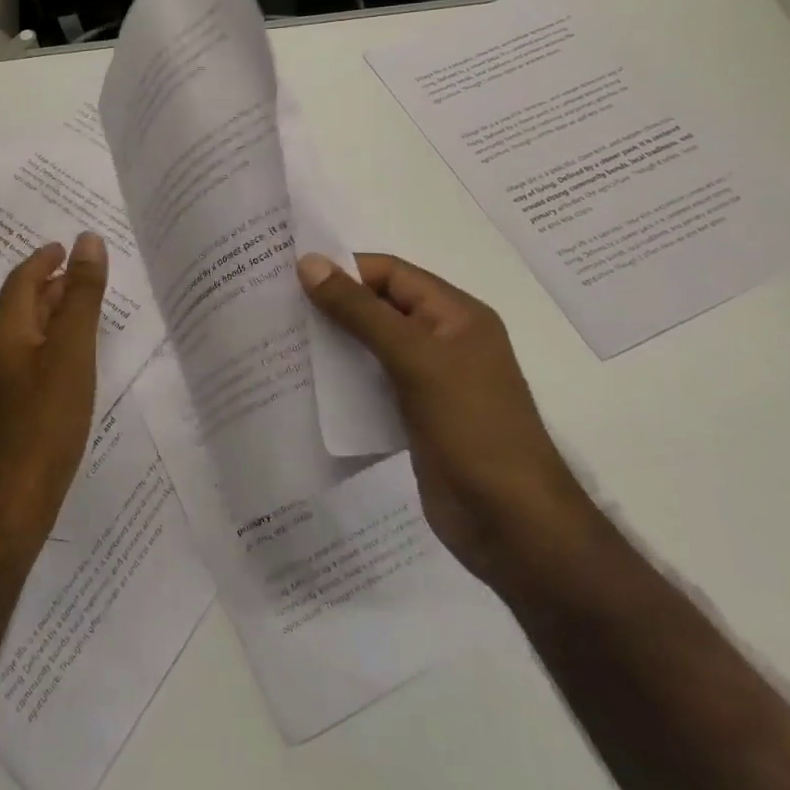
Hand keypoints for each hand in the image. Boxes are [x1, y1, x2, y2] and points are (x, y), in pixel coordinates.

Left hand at [0, 233, 108, 536]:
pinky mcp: (17, 403)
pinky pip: (38, 354)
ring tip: (90, 302)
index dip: (46, 258)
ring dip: (58, 309)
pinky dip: (59, 338)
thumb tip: (88, 240)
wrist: (16, 498)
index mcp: (6, 328)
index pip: (23, 278)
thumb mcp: (72, 349)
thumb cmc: (46, 417)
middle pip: (25, 301)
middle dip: (54, 280)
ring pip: (32, 329)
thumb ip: (82, 295)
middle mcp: (0, 347)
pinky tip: (80, 352)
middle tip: (89, 268)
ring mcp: (6, 378)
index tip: (69, 244)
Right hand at [298, 252, 598, 586]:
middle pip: (379, 306)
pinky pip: (371, 382)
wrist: (513, 526)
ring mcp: (430, 380)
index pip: (391, 273)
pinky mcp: (415, 416)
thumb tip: (308, 263)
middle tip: (277, 304)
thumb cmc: (471, 427)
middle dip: (333, 304)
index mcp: (455, 314)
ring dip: (333, 341)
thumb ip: (360, 311)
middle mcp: (443, 340)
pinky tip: (307, 381)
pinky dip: (342, 377)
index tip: (290, 275)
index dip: (344, 269)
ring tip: (282, 338)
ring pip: (371, 345)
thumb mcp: (414, 359)